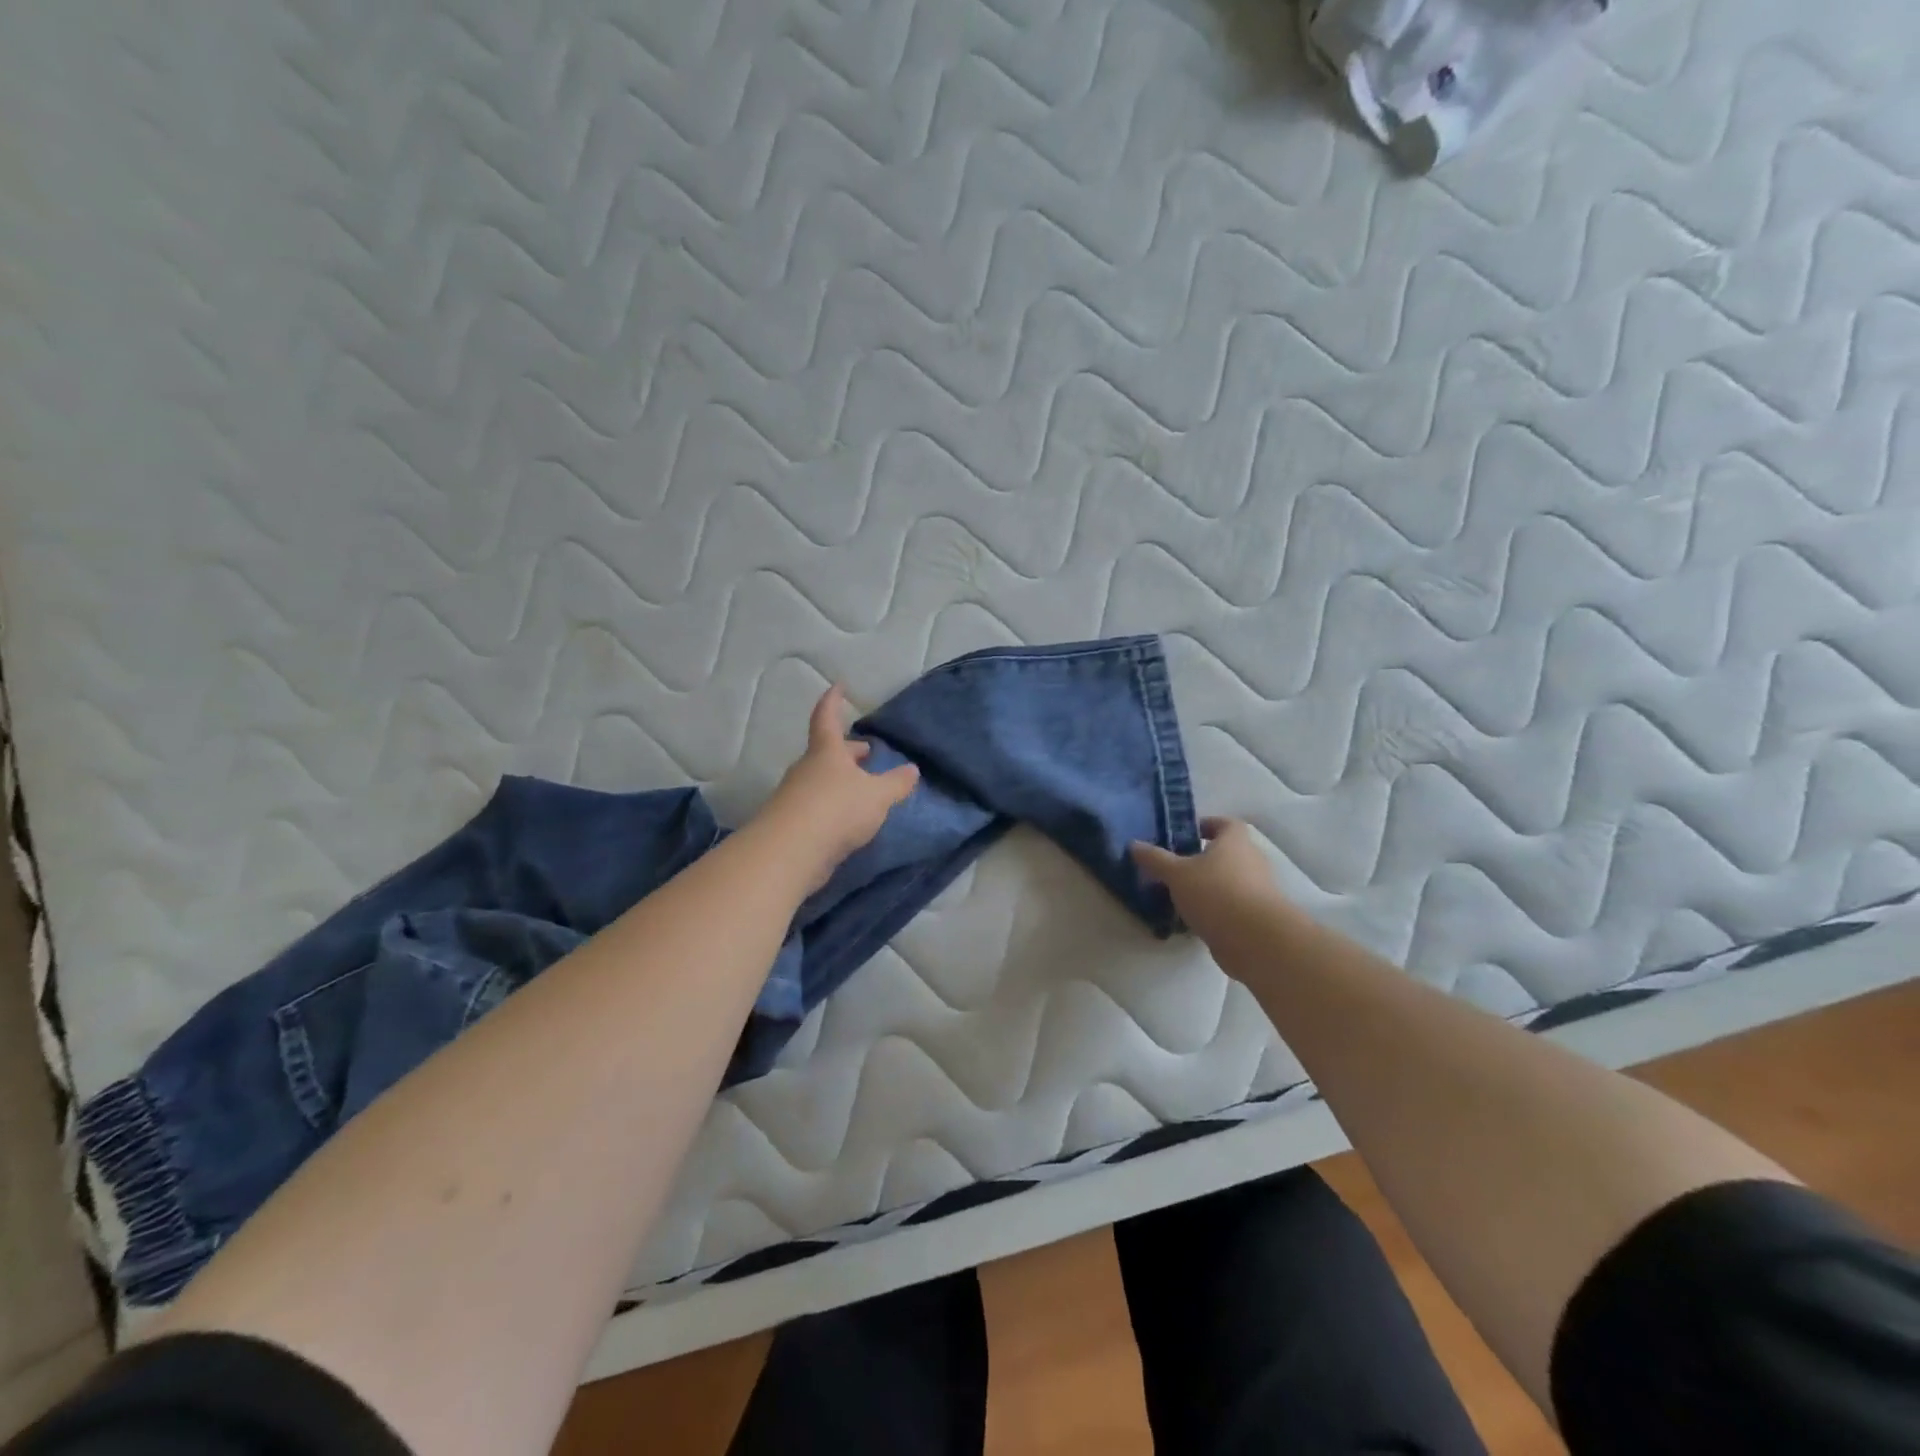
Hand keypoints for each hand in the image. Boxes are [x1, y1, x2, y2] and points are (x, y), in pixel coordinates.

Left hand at [756, 686, 919, 891]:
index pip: (827, 717)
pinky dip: (833, 804)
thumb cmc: (837, 809)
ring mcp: (795, 795)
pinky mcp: (792, 823)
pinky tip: (847, 818)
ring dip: (840, 779)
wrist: (790, 852)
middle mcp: (807, 768)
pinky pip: (816, 805)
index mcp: (827, 751)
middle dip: (847, 750)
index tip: (838, 687)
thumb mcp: (877, 796)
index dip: (833, 701)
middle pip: (826, 752)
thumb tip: (912, 770)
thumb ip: (896, 783)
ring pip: (821, 779)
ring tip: (862, 788)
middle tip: (866, 752)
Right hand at [1130, 818, 1295, 943]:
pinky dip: (1216, 910)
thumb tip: (1134, 844)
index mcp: (1235, 841)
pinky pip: (1232, 906)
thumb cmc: (1215, 893)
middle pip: (1227, 853)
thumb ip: (1155, 859)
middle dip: (1203, 859)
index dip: (1206, 825)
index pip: (1225, 823)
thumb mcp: (1176, 874)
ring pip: (1229, 881)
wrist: (1256, 940)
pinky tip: (1193, 921)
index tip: (1185, 834)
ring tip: (1180, 896)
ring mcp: (1259, 890)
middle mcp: (1252, 860)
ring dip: (1209, 886)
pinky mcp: (1257, 917)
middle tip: (1176, 867)